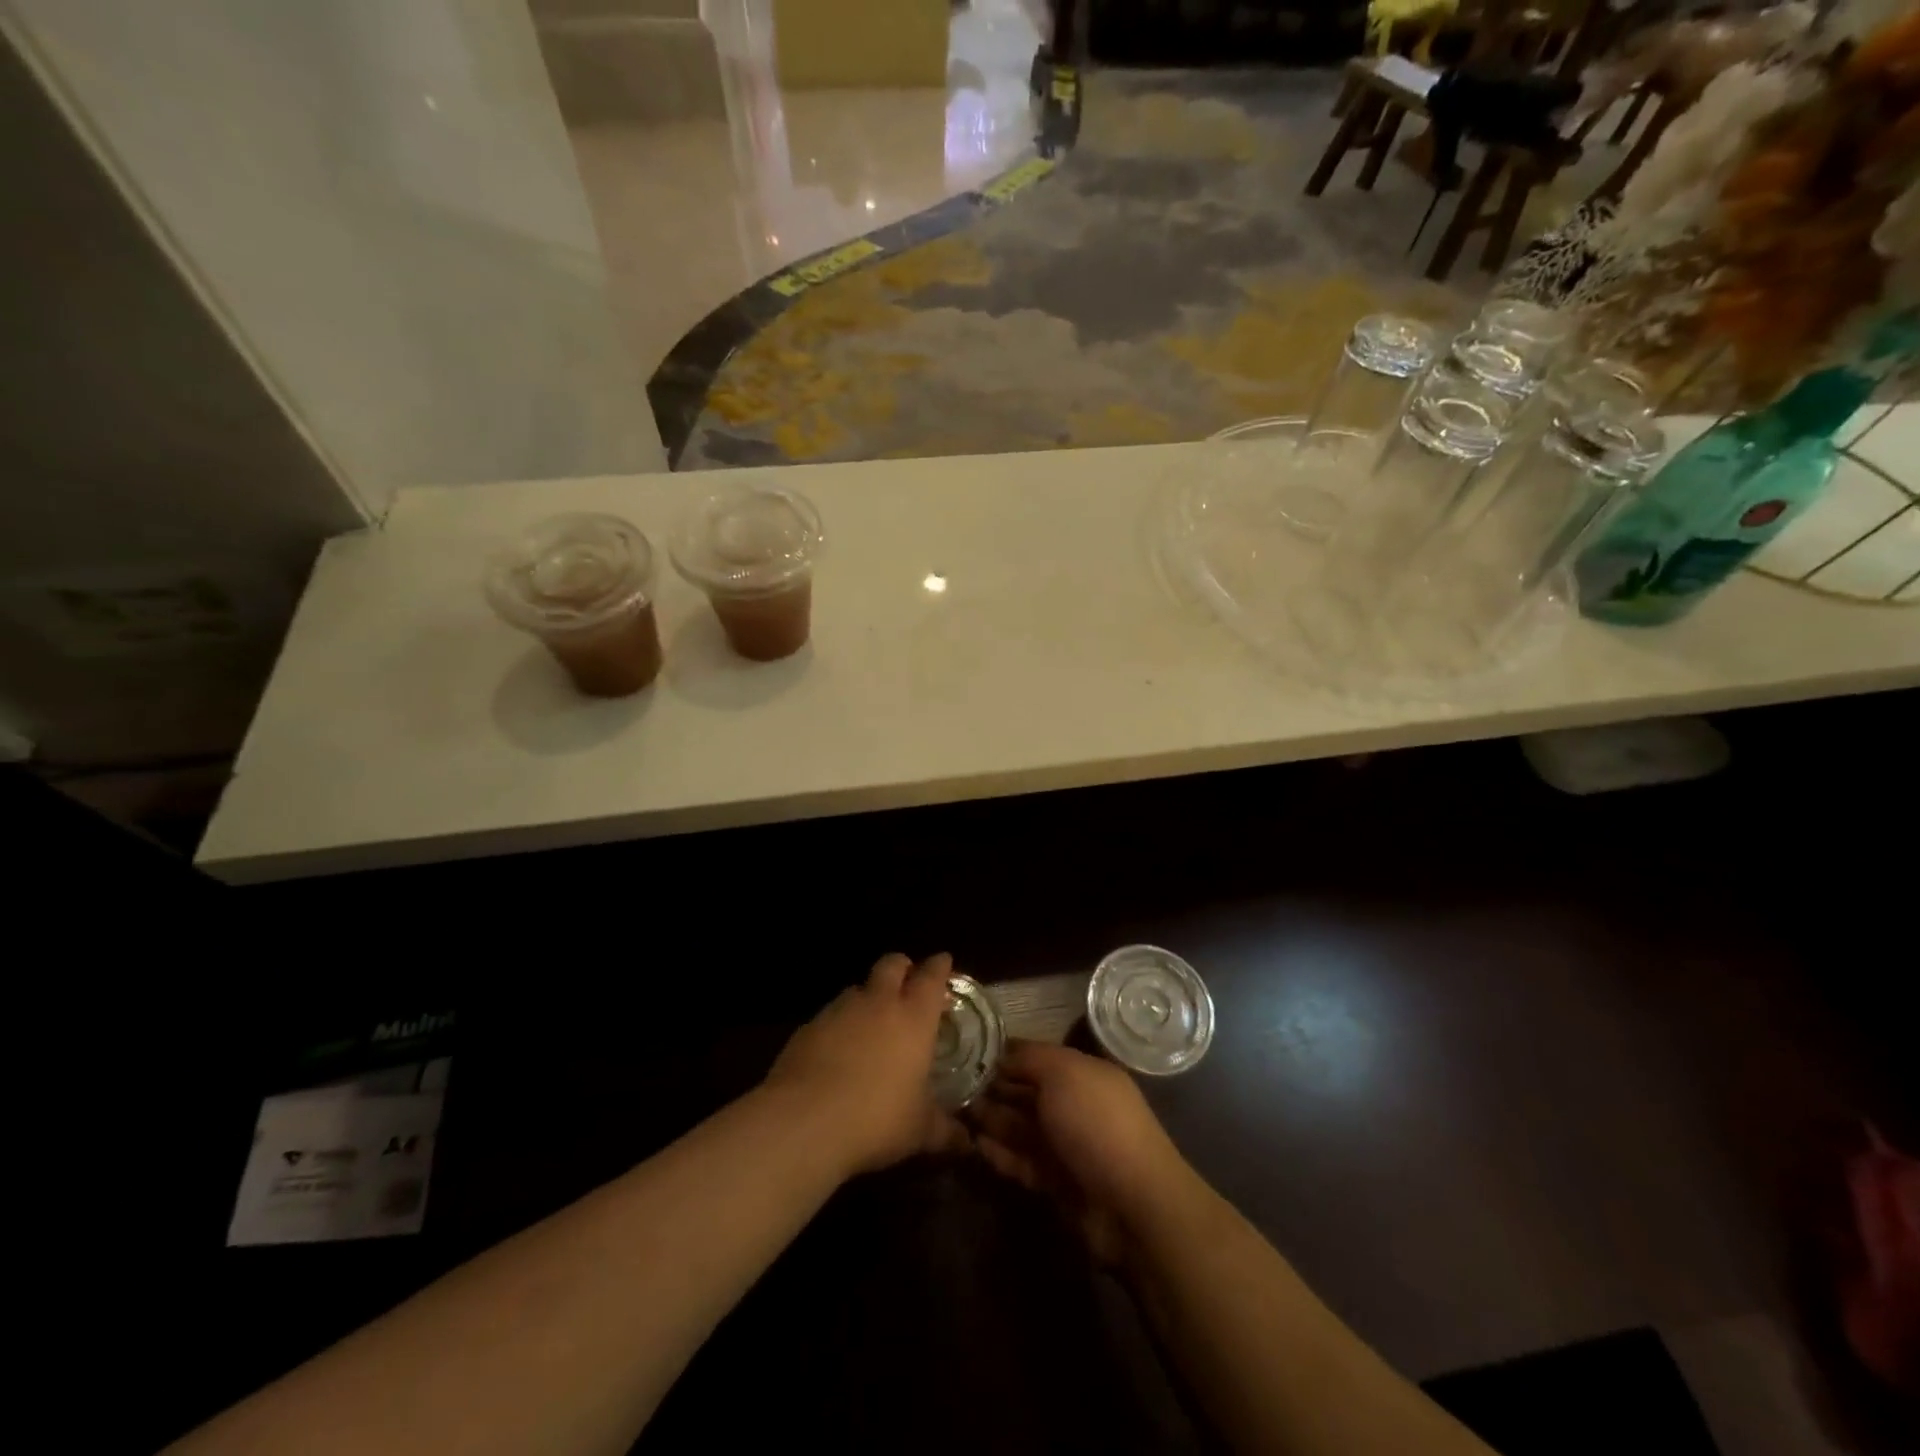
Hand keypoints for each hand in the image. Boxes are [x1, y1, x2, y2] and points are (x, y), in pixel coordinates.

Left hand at [764, 953, 964, 1177]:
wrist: (805, 1121)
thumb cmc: (877, 1119)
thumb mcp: (919, 1131)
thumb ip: (945, 1131)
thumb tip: (967, 1143)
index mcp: (914, 1018)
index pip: (931, 977)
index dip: (939, 966)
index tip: (943, 961)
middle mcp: (878, 1003)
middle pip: (891, 965)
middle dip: (902, 967)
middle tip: (908, 980)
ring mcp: (839, 1011)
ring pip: (857, 987)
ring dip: (868, 996)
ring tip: (871, 1019)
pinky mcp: (808, 1027)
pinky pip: (829, 1015)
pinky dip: (839, 1024)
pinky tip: (837, 1049)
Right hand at [967, 1040, 1193, 1263]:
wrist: (1132, 1204)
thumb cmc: (1097, 1123)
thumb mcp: (1063, 1073)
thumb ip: (1030, 1059)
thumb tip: (1003, 1054)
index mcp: (1084, 1074)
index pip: (1038, 1057)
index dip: (1006, 1055)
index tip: (970, 1053)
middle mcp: (1076, 1106)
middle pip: (1028, 1093)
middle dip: (994, 1089)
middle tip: (952, 1086)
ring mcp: (1068, 1147)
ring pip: (1022, 1128)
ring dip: (992, 1121)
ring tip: (955, 1114)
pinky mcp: (1058, 1184)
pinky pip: (1023, 1163)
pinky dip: (1001, 1155)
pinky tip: (974, 1147)